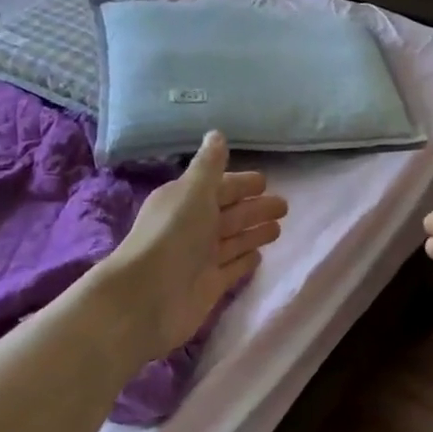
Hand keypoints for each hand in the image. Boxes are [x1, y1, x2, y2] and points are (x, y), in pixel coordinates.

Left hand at [104, 132, 287, 360]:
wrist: (148, 297)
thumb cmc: (173, 236)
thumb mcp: (193, 192)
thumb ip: (209, 166)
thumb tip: (216, 134)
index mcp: (185, 201)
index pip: (219, 187)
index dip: (241, 184)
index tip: (266, 181)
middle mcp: (192, 227)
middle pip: (230, 214)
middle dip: (255, 208)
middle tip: (284, 206)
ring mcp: (201, 258)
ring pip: (234, 240)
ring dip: (254, 233)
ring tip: (279, 229)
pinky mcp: (209, 285)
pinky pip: (232, 268)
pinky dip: (245, 261)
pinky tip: (260, 257)